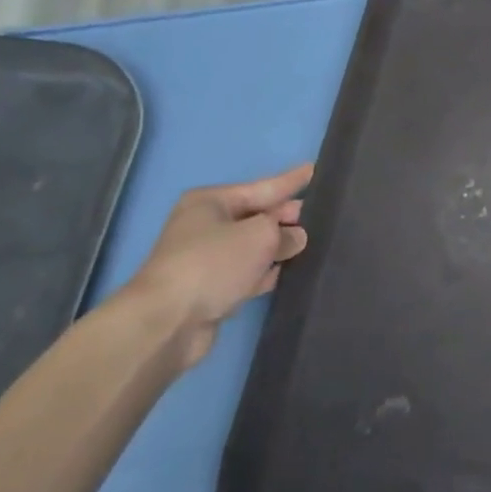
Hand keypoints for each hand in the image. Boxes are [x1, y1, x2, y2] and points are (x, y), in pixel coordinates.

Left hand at [126, 165, 312, 369]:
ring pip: (254, 246)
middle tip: (323, 214)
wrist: (167, 322)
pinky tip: (292, 271)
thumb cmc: (213, 263)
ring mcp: (207, 259)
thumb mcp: (260, 236)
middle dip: (287, 216)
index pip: (263, 187)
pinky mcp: (212, 289)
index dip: (292, 181)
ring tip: (316, 241)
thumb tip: (296, 237)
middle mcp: (206, 226)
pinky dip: (267, 272)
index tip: (316, 169)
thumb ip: (285, 232)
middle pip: (257, 216)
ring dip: (280, 247)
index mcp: (211, 202)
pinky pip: (248, 272)